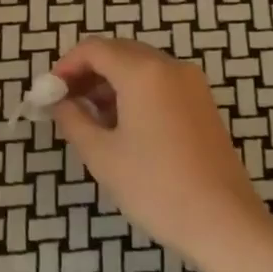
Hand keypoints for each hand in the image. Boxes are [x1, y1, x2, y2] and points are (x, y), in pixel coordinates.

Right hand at [49, 37, 268, 269]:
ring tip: (89, 117)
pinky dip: (134, 91)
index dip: (65, 66)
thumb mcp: (101, 154)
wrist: (224, 222)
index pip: (93, 49)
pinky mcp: (202, 103)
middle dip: (87, 72)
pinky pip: (159, 82)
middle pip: (118, 52)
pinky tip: (121, 124)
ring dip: (110, 82)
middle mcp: (169, 67)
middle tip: (64, 103)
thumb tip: (59, 102)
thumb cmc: (155, 187)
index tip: (48, 93)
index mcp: (143, 72)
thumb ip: (73, 119)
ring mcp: (191, 84)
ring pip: (140, 66)